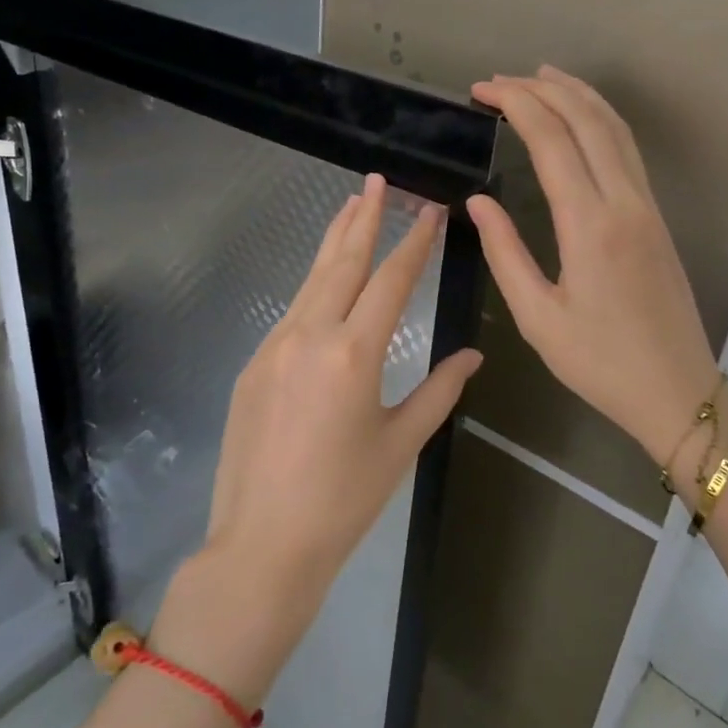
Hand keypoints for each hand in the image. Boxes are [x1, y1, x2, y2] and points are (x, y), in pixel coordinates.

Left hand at [205, 173, 483, 598]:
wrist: (262, 545)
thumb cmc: (344, 500)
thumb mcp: (401, 444)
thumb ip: (439, 392)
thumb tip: (473, 356)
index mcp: (353, 354)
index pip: (390, 281)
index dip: (414, 244)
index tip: (429, 212)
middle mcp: (310, 336)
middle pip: (342, 263)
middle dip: (363, 218)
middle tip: (377, 182)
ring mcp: (274, 346)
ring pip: (311, 280)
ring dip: (333, 242)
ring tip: (349, 207)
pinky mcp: (253, 364)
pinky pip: (291, 312)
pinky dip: (314, 286)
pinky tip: (324, 281)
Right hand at [467, 68, 727, 461]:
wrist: (677, 390)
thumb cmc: (599, 362)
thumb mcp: (537, 317)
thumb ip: (505, 252)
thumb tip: (478, 202)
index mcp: (590, 225)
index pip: (552, 140)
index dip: (516, 105)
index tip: (481, 91)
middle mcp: (623, 201)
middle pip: (586, 120)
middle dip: (541, 89)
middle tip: (499, 80)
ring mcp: (646, 205)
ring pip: (614, 128)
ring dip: (577, 94)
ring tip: (540, 76)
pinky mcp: (655, 216)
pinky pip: (627, 149)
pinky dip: (600, 118)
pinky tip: (582, 117)